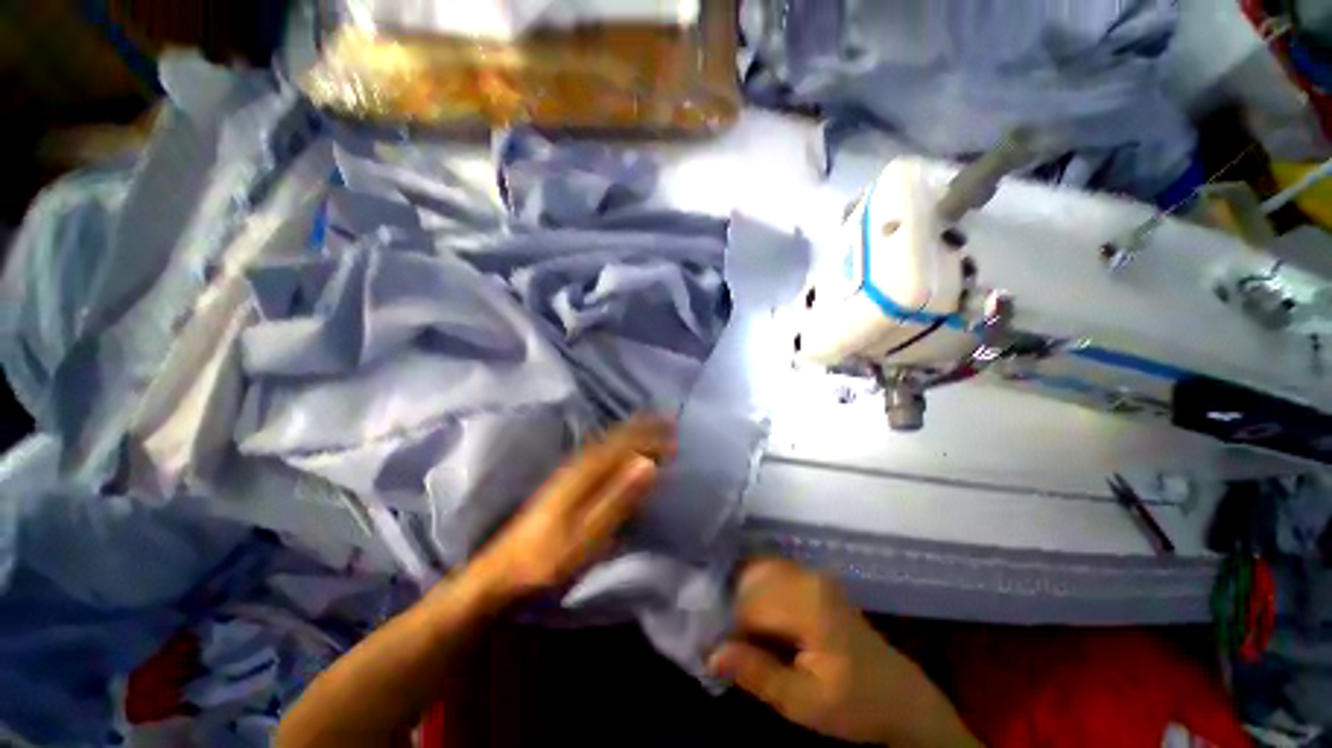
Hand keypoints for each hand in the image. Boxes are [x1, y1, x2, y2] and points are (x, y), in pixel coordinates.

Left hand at [471, 415, 674, 599]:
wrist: (504, 569)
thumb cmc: (549, 557)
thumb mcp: (587, 534)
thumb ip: (618, 498)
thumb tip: (647, 465)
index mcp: (585, 471)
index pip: (625, 444)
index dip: (650, 436)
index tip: (674, 433)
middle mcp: (578, 461)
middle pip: (616, 436)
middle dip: (644, 426)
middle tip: (669, 419)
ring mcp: (570, 468)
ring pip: (607, 439)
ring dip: (632, 430)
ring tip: (652, 423)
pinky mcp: (567, 478)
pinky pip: (600, 448)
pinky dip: (617, 440)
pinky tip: (621, 444)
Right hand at [709, 559, 980, 746]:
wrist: (899, 696)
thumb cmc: (854, 704)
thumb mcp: (803, 703)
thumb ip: (757, 673)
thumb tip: (710, 653)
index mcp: (807, 602)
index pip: (747, 603)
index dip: (730, 629)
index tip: (721, 654)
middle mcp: (806, 575)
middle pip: (750, 578)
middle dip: (733, 608)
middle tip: (729, 643)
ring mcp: (811, 572)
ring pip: (758, 570)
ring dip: (742, 597)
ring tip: (741, 632)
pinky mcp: (812, 577)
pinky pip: (771, 571)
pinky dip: (756, 589)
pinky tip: (756, 617)